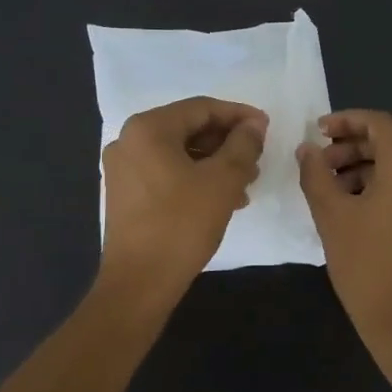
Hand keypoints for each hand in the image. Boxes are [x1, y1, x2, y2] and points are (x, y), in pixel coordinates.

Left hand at [99, 96, 266, 303]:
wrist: (139, 283)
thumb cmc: (182, 224)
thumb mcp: (223, 181)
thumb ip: (243, 145)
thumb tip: (254, 125)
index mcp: (148, 129)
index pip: (201, 108)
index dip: (238, 115)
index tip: (267, 128)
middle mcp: (129, 141)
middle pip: (189, 129)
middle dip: (227, 142)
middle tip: (258, 159)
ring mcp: (124, 169)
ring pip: (180, 153)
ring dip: (215, 163)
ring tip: (246, 184)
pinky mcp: (126, 194)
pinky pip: (167, 172)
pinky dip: (196, 178)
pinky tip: (222, 199)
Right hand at [297, 109, 391, 354]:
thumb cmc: (367, 266)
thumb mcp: (332, 217)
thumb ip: (316, 175)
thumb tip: (307, 149)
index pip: (378, 123)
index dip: (345, 121)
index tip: (317, 132)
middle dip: (353, 144)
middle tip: (321, 163)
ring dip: (366, 165)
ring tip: (332, 187)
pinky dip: (383, 183)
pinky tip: (355, 205)